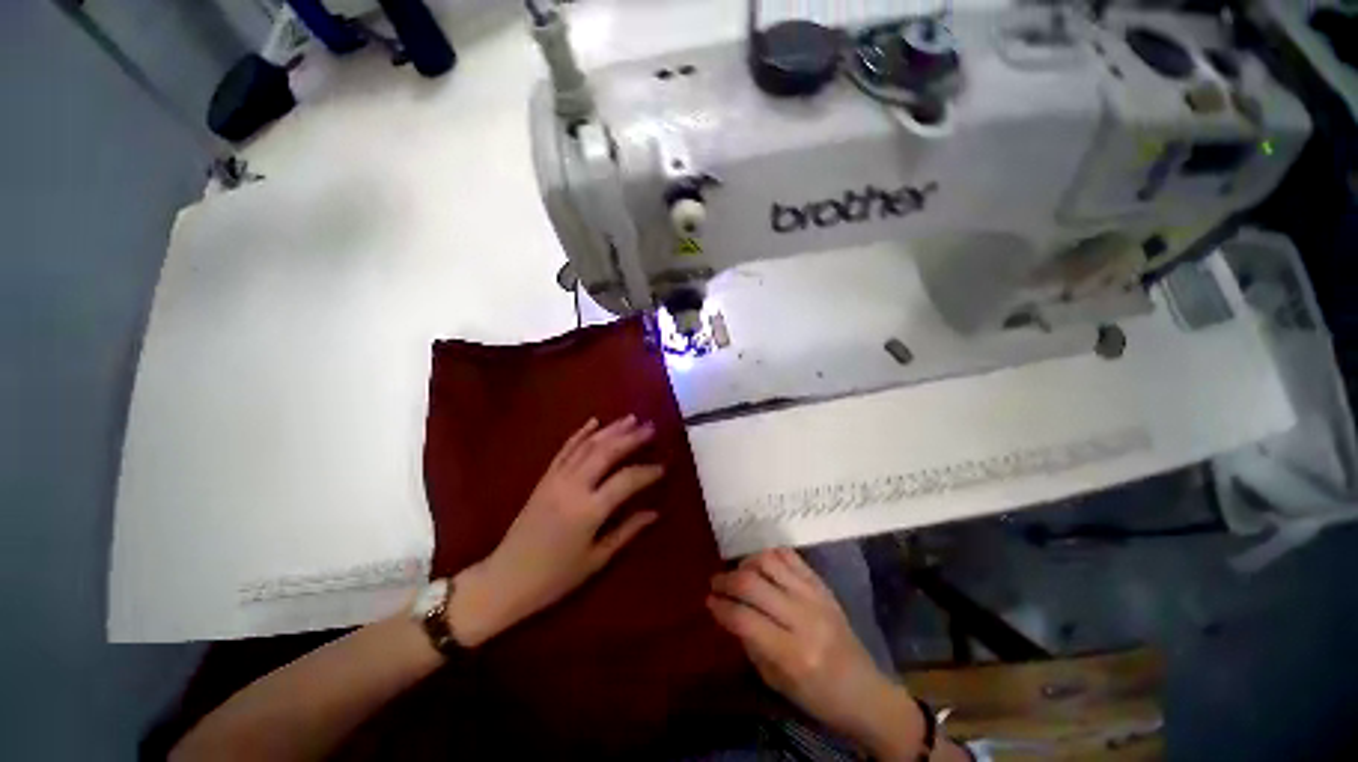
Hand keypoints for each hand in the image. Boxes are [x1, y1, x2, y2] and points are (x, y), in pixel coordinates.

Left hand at [449, 416, 664, 645]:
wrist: (505, 579)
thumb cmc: (555, 577)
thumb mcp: (596, 559)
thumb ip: (627, 531)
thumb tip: (655, 512)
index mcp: (589, 510)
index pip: (626, 480)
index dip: (647, 471)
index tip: (664, 466)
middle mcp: (573, 487)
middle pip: (607, 452)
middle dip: (631, 437)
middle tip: (651, 427)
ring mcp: (556, 479)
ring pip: (587, 445)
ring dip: (611, 429)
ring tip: (631, 418)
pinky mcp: (544, 478)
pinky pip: (565, 449)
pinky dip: (580, 433)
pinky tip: (593, 421)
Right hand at [708, 549, 923, 759]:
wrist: (865, 690)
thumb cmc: (818, 697)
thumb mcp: (777, 682)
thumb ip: (751, 643)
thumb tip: (728, 611)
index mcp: (792, 653)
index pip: (744, 619)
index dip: (720, 607)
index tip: (709, 601)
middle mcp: (803, 617)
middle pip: (752, 584)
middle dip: (726, 580)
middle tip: (715, 583)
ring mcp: (815, 596)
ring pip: (769, 561)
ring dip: (746, 563)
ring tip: (738, 573)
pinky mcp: (822, 584)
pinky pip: (789, 556)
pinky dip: (769, 555)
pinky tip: (760, 565)